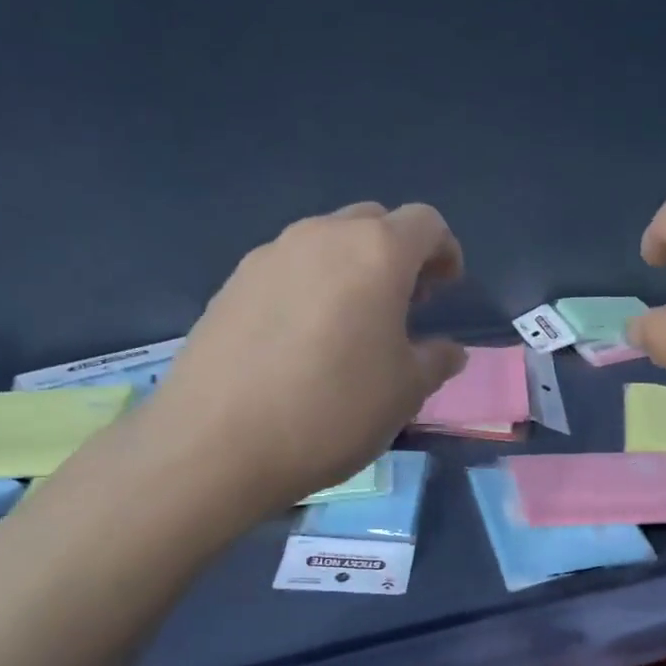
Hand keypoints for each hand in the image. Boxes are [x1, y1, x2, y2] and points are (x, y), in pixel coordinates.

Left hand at [145, 202, 465, 507]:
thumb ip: (435, 360)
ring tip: (353, 326)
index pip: (424, 223)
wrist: (217, 443)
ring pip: (326, 244)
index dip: (444, 251)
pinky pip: (288, 270)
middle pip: (373, 222)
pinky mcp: (231, 284)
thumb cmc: (333, 410)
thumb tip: (448, 351)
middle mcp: (321, 237)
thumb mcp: (405, 392)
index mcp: (375, 252)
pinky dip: (310, 288)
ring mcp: (269, 256)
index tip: (446, 289)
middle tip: (404, 306)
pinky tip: (304, 341)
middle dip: (398, 255)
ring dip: (352, 270)